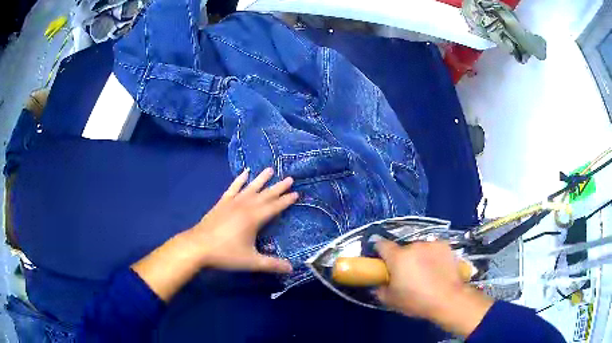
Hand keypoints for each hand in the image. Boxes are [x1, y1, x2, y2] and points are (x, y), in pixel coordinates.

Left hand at [186, 167, 296, 272]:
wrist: (198, 246)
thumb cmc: (225, 253)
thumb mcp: (251, 261)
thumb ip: (272, 264)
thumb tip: (291, 269)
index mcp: (254, 218)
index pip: (274, 207)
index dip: (286, 201)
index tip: (296, 193)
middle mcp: (245, 206)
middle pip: (265, 195)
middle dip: (278, 187)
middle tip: (290, 178)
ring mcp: (232, 203)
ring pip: (250, 188)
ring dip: (261, 179)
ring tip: (270, 169)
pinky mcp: (222, 203)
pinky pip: (233, 188)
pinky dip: (239, 180)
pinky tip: (245, 173)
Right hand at [374, 241, 492, 337]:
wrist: (448, 299)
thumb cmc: (416, 301)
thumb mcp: (391, 301)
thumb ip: (380, 290)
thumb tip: (378, 285)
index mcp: (398, 257)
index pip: (381, 244)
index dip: (379, 251)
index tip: (382, 261)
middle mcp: (413, 246)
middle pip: (402, 249)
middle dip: (402, 259)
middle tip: (407, 275)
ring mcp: (431, 244)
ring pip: (419, 249)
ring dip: (418, 257)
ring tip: (426, 272)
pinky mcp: (445, 246)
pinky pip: (433, 249)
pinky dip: (433, 256)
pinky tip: (438, 269)